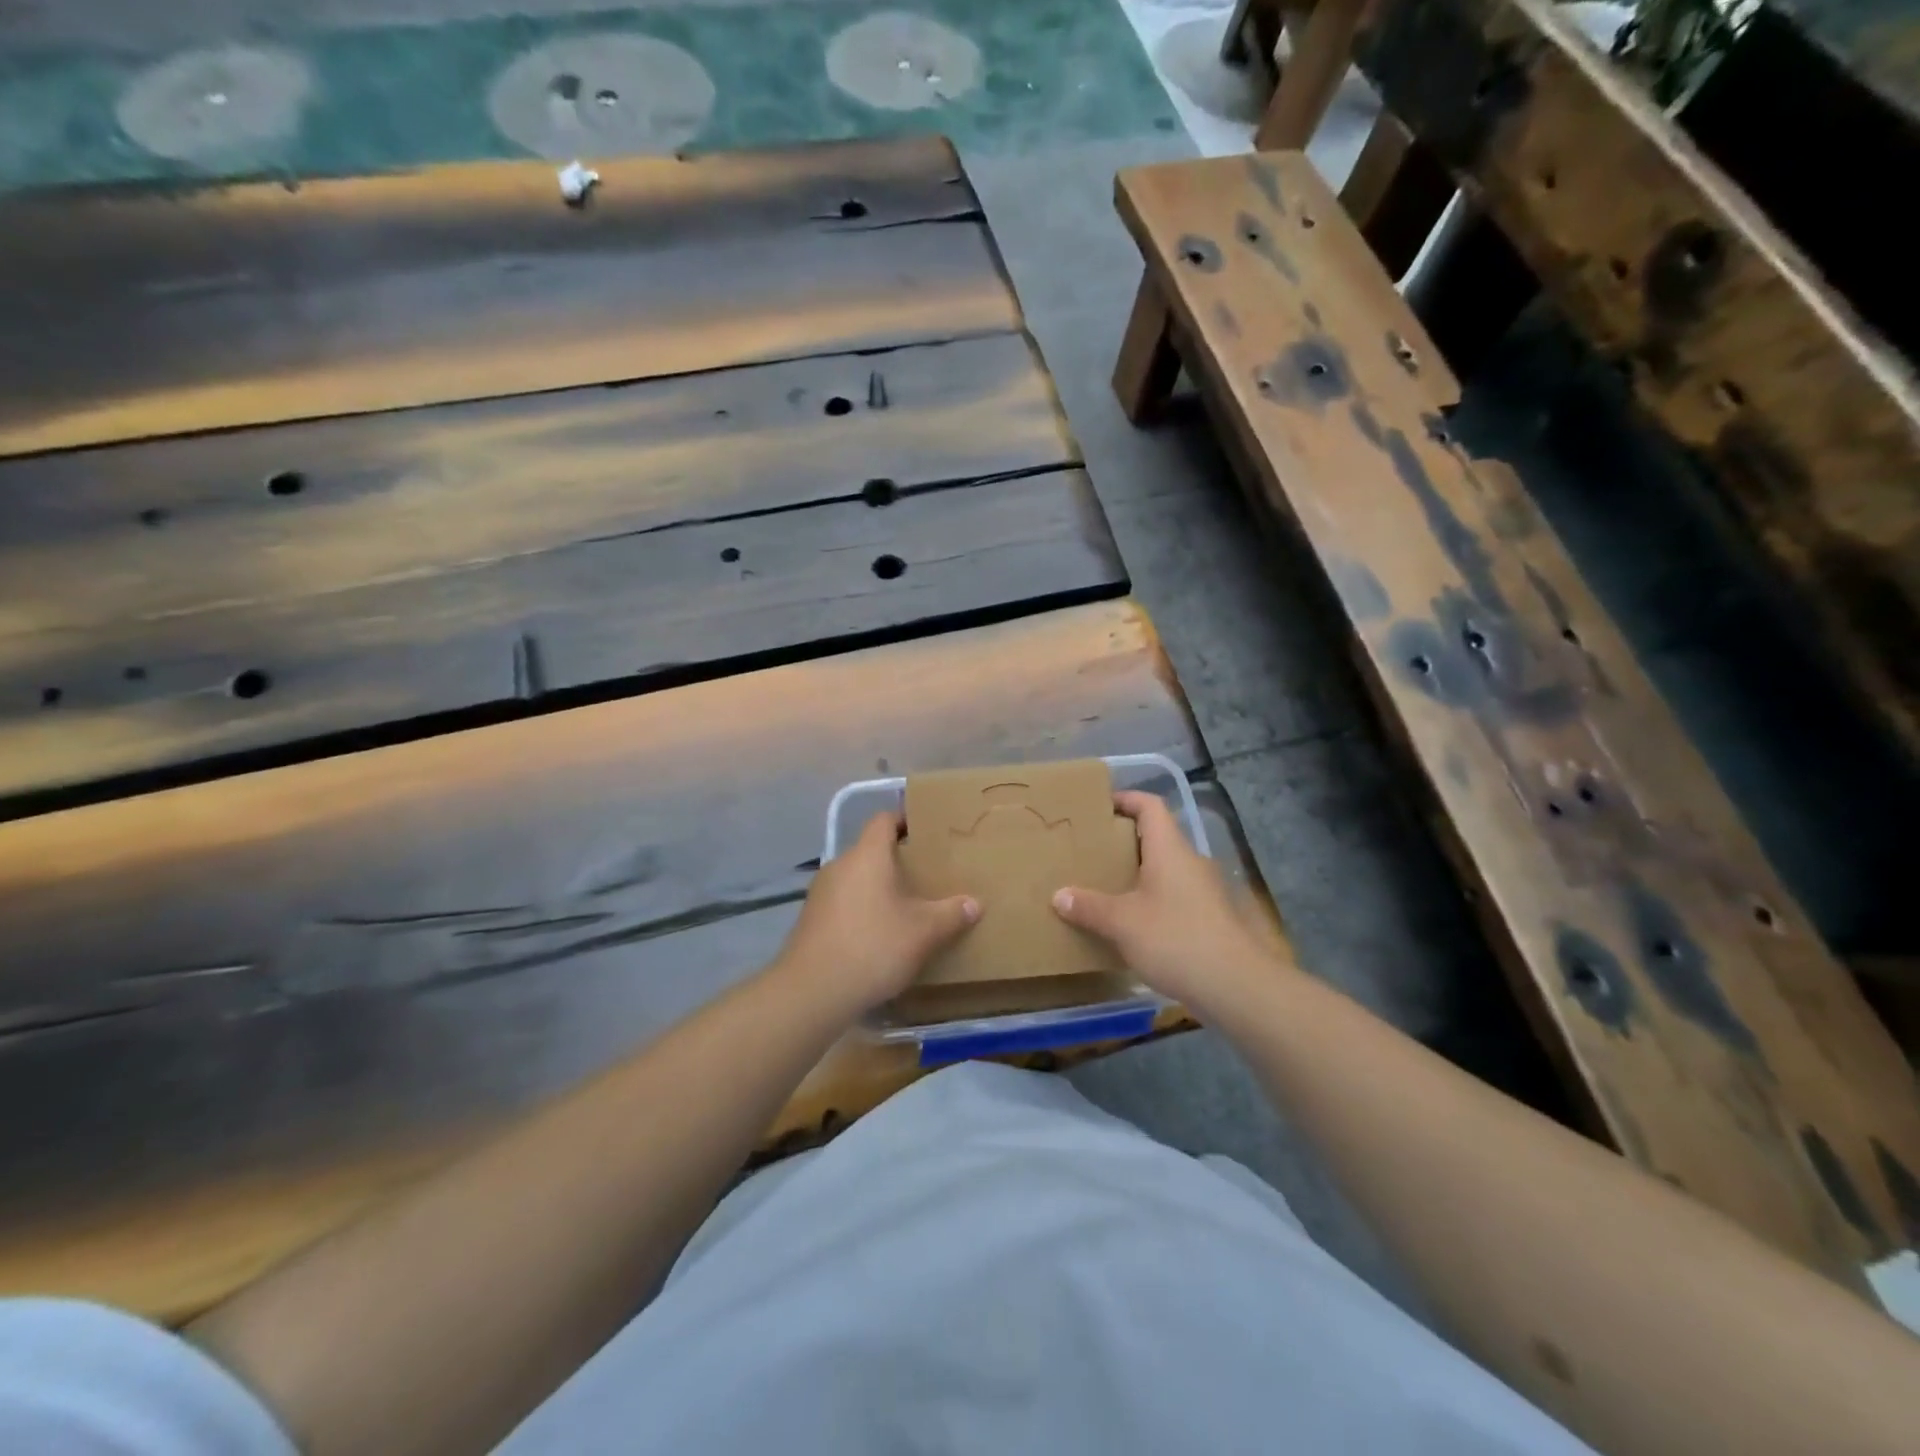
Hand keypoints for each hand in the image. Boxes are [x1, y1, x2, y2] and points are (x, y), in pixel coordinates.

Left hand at [774, 811, 979, 1015]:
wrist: (812, 992)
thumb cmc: (873, 947)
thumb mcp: (923, 932)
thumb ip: (951, 914)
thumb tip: (974, 903)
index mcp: (867, 855)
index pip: (884, 819)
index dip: (905, 820)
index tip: (927, 832)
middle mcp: (840, 865)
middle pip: (871, 850)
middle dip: (897, 860)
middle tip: (926, 875)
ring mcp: (820, 893)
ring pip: (856, 878)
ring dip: (878, 887)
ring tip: (906, 906)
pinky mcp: (811, 919)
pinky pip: (843, 902)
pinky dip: (861, 909)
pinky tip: (878, 934)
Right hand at [1051, 791, 1283, 1009]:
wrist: (1236, 987)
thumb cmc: (1176, 939)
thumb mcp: (1123, 923)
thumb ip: (1089, 907)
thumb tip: (1059, 896)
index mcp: (1170, 849)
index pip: (1150, 806)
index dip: (1126, 799)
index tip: (1098, 807)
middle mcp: (1190, 862)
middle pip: (1157, 837)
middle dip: (1124, 841)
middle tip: (1092, 851)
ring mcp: (1205, 891)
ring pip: (1166, 870)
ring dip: (1138, 874)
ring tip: (1106, 888)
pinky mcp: (1210, 919)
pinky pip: (1174, 896)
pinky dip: (1152, 900)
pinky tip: (1133, 924)